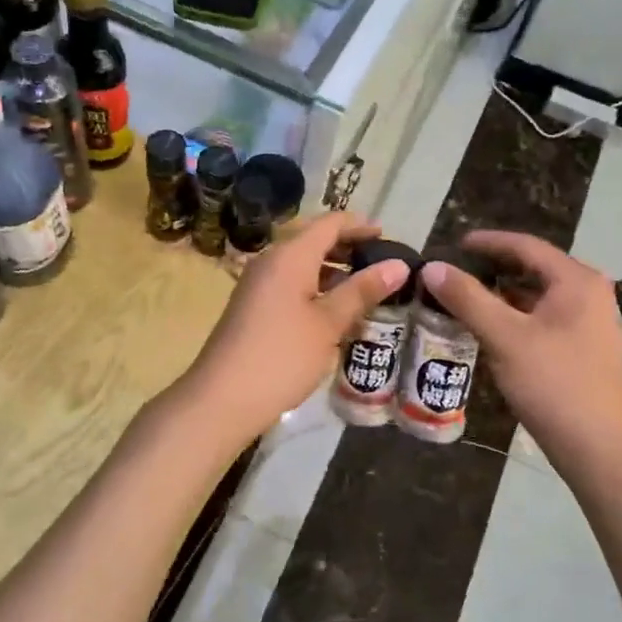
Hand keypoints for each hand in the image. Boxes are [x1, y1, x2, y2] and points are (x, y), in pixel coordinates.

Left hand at [178, 212, 410, 446]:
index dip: (360, 226)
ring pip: (302, 265)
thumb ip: (362, 291)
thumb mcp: (329, 323)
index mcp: (290, 255)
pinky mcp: (252, 307)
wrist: (222, 398)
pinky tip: (335, 313)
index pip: (330, 223)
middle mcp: (270, 260)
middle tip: (383, 265)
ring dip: (333, 271)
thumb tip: (399, 265)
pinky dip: (316, 289)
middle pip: (314, 241)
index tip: (389, 238)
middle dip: (348, 248)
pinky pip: (290, 284)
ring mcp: (258, 284)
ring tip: (366, 291)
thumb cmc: (282, 355)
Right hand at [421, 231, 621, 485]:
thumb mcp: (505, 338)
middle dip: (493, 268)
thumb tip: (432, 267)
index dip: (488, 242)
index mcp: (577, 281)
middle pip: (534, 269)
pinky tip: (490, 330)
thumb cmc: (555, 385)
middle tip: (454, 271)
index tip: (454, 243)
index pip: (526, 246)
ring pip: (537, 297)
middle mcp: (589, 294)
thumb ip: (467, 299)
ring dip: (502, 295)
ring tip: (464, 298)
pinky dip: (515, 317)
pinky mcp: (584, 349)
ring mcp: (590, 323)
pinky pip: (543, 319)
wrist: (602, 450)